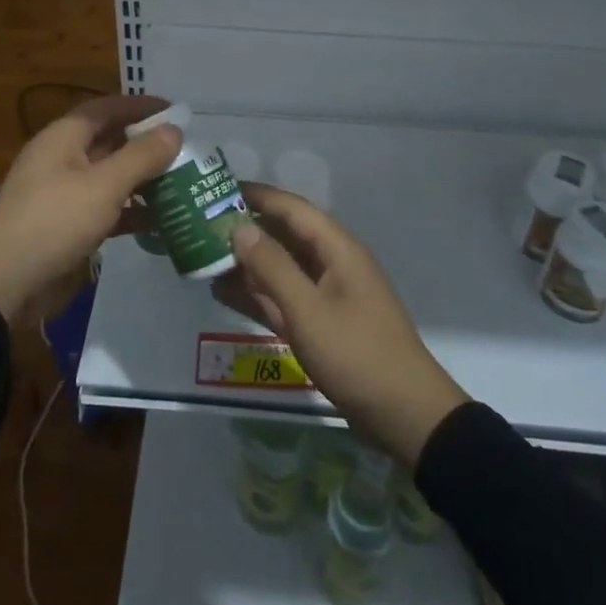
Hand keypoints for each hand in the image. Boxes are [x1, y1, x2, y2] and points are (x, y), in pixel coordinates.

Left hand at [0, 95, 180, 322]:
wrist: (3, 284)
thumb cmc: (53, 222)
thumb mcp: (103, 186)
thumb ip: (141, 156)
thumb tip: (173, 129)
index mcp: (64, 137)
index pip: (108, 108)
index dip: (141, 106)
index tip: (177, 111)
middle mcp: (63, 158)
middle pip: (111, 141)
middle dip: (147, 145)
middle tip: (188, 150)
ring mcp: (64, 193)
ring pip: (111, 177)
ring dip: (143, 180)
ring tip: (183, 184)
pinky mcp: (68, 226)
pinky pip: (106, 209)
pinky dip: (131, 212)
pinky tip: (161, 222)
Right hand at [226, 184, 468, 466]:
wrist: (404, 416)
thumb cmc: (357, 354)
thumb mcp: (309, 310)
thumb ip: (272, 267)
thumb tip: (239, 227)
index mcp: (337, 249)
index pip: (291, 208)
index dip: (257, 195)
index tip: (218, 189)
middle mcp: (331, 263)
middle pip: (283, 235)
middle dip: (245, 229)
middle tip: (200, 225)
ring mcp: (326, 295)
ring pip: (279, 268)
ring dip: (245, 263)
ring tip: (202, 257)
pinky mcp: (321, 323)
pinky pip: (282, 297)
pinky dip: (256, 293)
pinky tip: (222, 292)